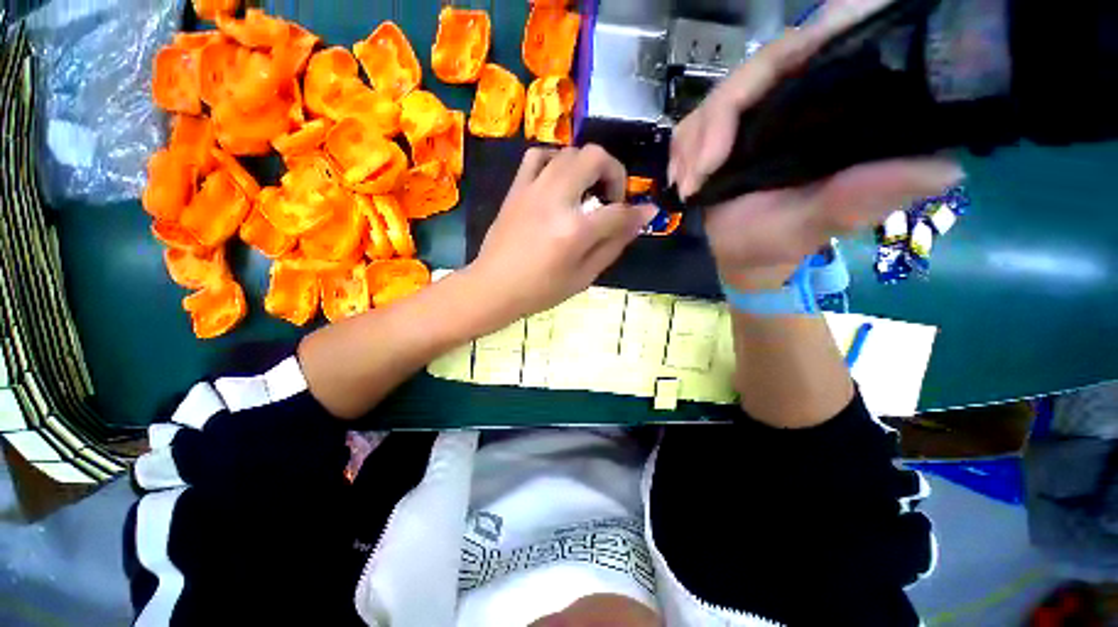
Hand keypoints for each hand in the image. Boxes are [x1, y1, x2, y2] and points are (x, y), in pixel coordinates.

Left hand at [469, 146, 656, 317]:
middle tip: (611, 198)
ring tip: (587, 190)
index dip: (638, 212)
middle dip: (614, 173)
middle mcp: (556, 200)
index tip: (646, 213)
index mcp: (575, 230)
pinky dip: (555, 160)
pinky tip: (559, 180)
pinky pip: (537, 156)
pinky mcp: (516, 189)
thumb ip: (613, 245)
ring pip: (569, 152)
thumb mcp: (583, 277)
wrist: (493, 287)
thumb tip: (641, 218)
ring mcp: (533, 190)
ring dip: (587, 165)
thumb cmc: (540, 290)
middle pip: (595, 158)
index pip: (618, 211)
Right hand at [669, 2, 962, 288]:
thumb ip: (864, 196)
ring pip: (718, 96)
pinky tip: (682, 181)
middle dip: (718, 120)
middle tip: (699, 175)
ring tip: (689, 187)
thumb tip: (945, 168)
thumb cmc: (781, 242)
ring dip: (693, 142)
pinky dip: (681, 151)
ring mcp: (755, 113)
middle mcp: (797, 98)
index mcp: (835, 108)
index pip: (827, 44)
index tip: (764, 94)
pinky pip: (693, 124)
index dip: (805, 44)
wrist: (742, 256)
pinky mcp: (722, 133)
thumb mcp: (822, 223)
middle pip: (758, 68)